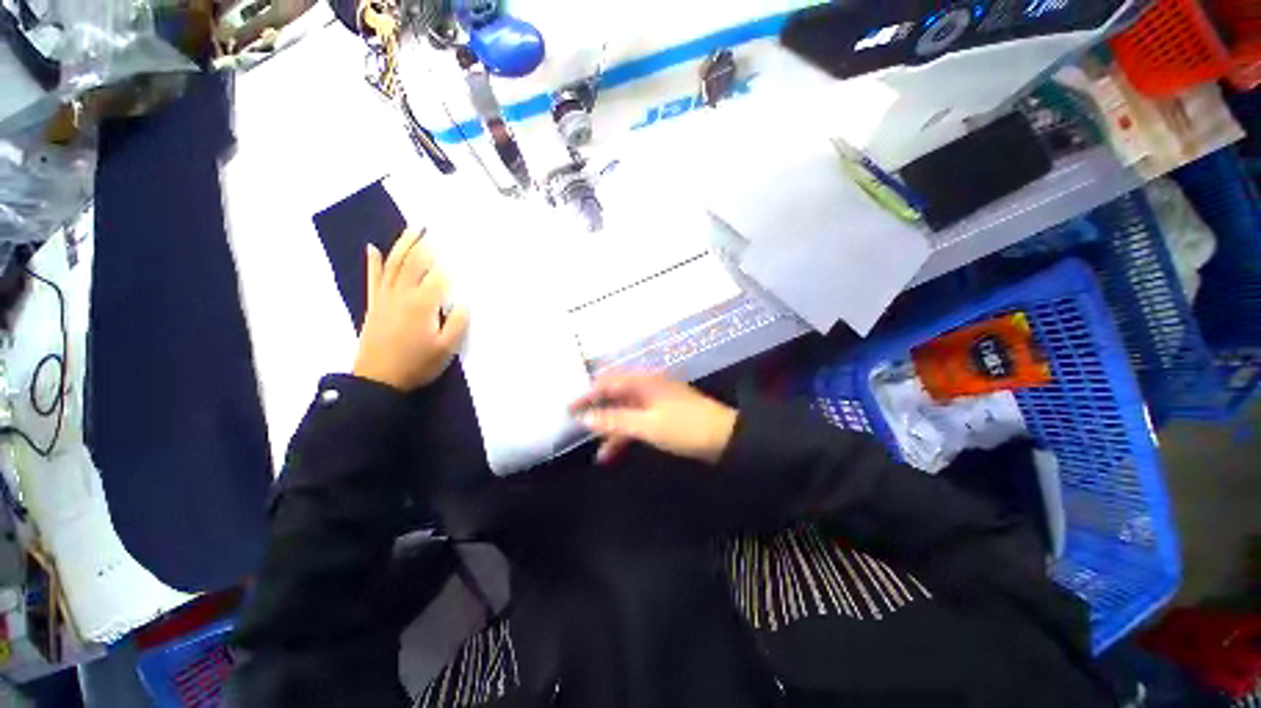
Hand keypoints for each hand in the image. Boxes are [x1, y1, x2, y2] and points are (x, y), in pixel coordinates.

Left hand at [353, 229, 468, 390]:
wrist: (379, 379)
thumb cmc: (418, 364)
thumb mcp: (447, 348)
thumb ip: (457, 322)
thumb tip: (465, 300)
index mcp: (423, 304)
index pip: (438, 275)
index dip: (447, 259)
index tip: (457, 244)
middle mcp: (402, 294)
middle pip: (412, 262)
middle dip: (422, 243)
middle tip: (430, 226)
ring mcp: (385, 298)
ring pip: (393, 264)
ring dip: (401, 245)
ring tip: (410, 230)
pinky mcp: (374, 305)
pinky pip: (373, 278)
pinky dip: (373, 262)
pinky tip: (373, 248)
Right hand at [570, 373, 737, 464]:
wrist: (726, 438)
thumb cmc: (685, 428)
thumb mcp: (647, 425)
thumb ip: (615, 421)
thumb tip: (585, 418)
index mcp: (644, 382)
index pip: (608, 383)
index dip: (587, 395)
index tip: (568, 408)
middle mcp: (648, 386)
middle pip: (615, 395)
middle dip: (596, 410)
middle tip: (576, 425)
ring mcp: (656, 401)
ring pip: (626, 411)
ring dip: (611, 429)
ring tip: (597, 451)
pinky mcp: (663, 415)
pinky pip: (637, 421)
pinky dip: (626, 434)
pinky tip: (615, 452)